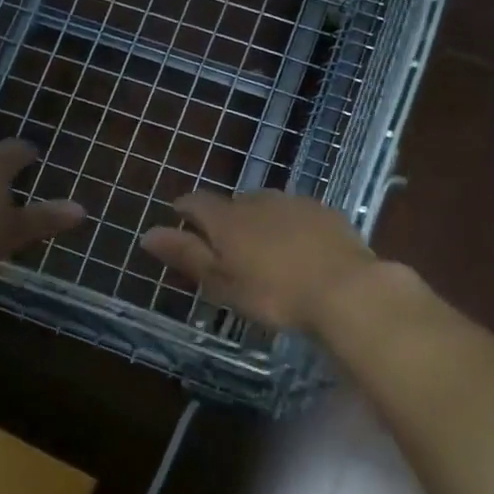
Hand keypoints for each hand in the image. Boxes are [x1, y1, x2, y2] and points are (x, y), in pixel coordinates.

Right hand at [139, 190, 376, 331]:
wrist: (345, 289)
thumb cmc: (273, 293)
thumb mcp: (222, 282)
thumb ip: (186, 255)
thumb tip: (147, 233)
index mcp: (227, 218)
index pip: (196, 202)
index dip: (185, 210)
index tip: (181, 222)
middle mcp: (258, 201)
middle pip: (233, 204)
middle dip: (226, 220)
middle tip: (228, 250)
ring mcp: (295, 203)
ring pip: (267, 207)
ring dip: (260, 222)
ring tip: (265, 251)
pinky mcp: (326, 212)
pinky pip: (298, 214)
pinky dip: (291, 227)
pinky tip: (300, 250)